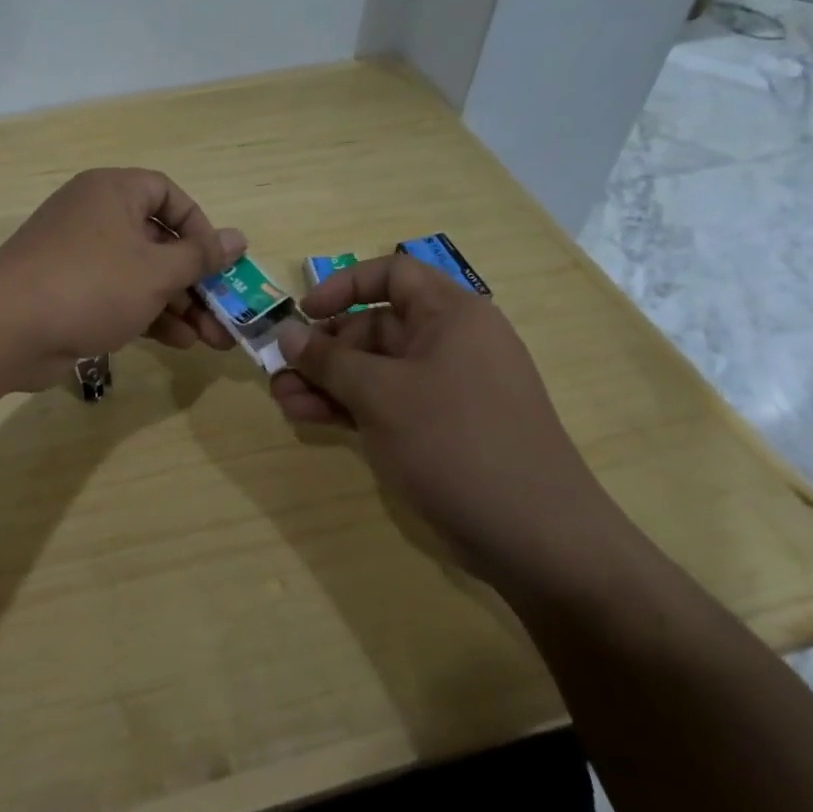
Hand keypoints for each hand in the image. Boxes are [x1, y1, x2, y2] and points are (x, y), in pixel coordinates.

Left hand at [0, 169, 244, 391]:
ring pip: (141, 275)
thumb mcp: (156, 271)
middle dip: (196, 282)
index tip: (218, 261)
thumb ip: (200, 257)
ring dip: (179, 305)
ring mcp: (79, 257)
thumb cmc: (91, 284)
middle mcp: (95, 217)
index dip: (198, 226)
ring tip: (212, 339)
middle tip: (226, 314)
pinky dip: (148, 315)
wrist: (6, 329)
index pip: (168, 194)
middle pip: (158, 242)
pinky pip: (118, 296)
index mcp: (113, 192)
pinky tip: (178, 342)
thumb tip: (239, 238)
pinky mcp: (69, 293)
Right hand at [270, 256, 618, 574]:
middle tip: (280, 372)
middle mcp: (450, 343)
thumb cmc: (455, 442)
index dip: (344, 286)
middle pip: (376, 327)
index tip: (305, 313)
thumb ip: (329, 360)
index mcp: (451, 315)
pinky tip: (308, 418)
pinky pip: (386, 403)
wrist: (533, 536)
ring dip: (327, 382)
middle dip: (324, 348)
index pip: (393, 275)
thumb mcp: (381, 395)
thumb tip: (287, 332)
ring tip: (283, 401)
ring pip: (375, 371)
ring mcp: (445, 390)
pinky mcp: (439, 429)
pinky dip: (349, 407)